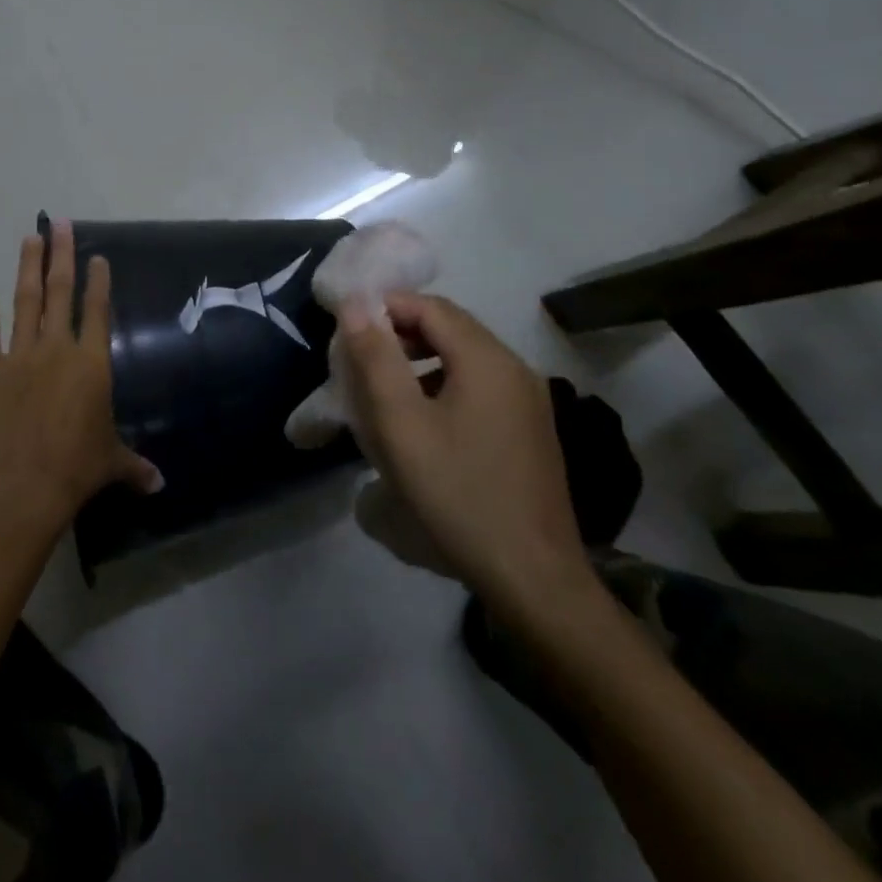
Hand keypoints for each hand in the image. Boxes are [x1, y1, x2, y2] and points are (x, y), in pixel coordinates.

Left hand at [0, 221, 161, 541]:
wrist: (22, 487)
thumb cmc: (75, 469)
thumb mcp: (111, 462)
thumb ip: (135, 465)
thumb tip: (160, 485)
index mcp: (91, 363)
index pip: (97, 310)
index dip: (98, 281)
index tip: (96, 257)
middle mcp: (57, 348)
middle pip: (60, 292)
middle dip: (62, 255)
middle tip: (60, 224)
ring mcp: (19, 355)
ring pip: (25, 301)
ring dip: (27, 268)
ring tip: (29, 238)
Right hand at [337, 293, 597, 624]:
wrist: (533, 577)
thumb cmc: (457, 493)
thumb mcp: (401, 425)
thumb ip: (375, 359)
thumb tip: (355, 304)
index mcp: (487, 359)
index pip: (430, 306)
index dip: (386, 308)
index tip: (348, 331)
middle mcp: (515, 368)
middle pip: (450, 328)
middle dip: (401, 334)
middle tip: (361, 361)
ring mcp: (529, 400)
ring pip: (465, 358)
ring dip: (422, 360)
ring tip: (385, 391)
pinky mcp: (531, 430)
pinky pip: (481, 387)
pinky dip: (445, 385)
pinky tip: (425, 423)